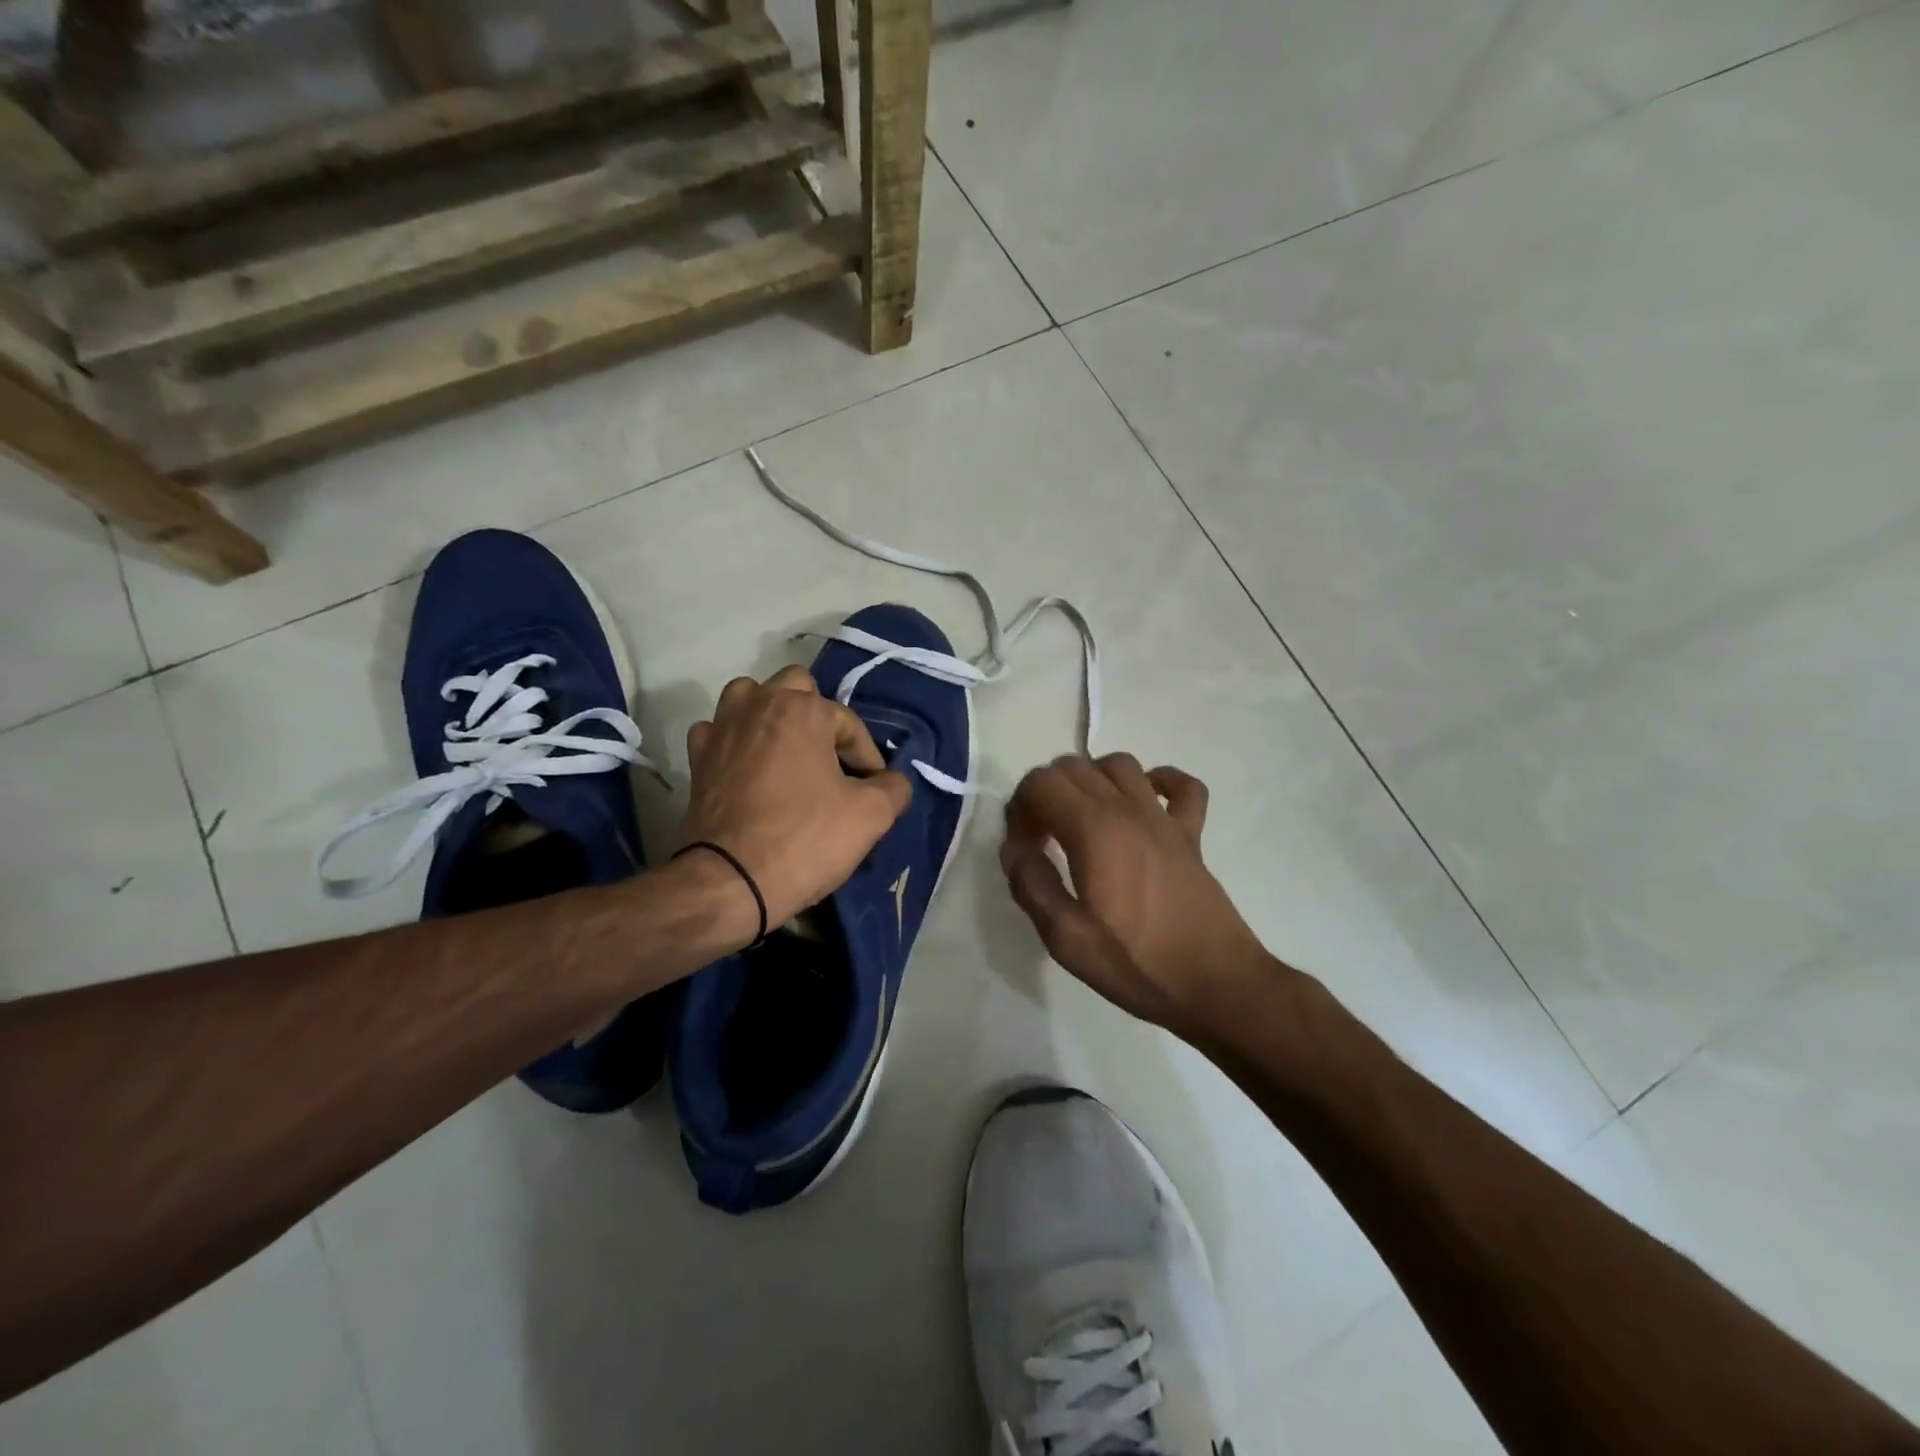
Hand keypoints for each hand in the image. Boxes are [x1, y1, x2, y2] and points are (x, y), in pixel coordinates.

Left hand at [682, 667, 911, 933]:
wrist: (730, 882)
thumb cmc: (805, 839)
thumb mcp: (871, 816)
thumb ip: (893, 787)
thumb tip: (891, 782)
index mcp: (802, 709)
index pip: (849, 724)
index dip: (868, 759)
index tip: (872, 794)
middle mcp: (758, 704)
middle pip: (796, 688)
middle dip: (819, 718)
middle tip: (831, 761)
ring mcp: (721, 729)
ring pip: (750, 698)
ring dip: (771, 715)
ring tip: (787, 752)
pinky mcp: (697, 759)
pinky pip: (719, 732)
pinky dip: (735, 742)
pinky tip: (747, 767)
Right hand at [1000, 754, 1275, 1036]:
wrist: (1216, 984)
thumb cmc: (1137, 964)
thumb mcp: (1066, 939)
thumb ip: (1032, 886)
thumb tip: (1014, 848)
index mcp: (1094, 830)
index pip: (1041, 782)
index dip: (1020, 807)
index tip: (1023, 846)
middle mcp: (1128, 809)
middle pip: (1074, 766)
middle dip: (1046, 792)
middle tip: (1042, 838)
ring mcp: (1165, 818)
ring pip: (1120, 764)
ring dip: (1091, 779)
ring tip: (1082, 818)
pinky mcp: (1192, 835)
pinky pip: (1181, 785)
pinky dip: (1159, 781)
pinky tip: (1144, 804)